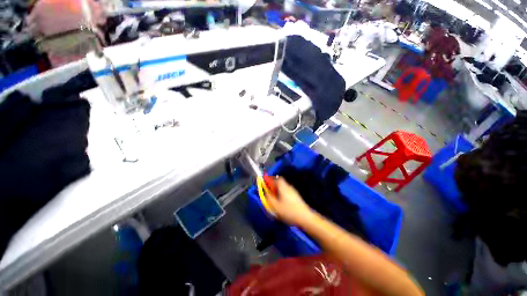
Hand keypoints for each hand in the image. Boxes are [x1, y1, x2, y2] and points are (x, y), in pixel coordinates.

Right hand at [266, 177, 313, 225]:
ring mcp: (293, 192)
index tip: (266, 183)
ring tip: (274, 199)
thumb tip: (265, 193)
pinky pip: (287, 193)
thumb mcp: (276, 206)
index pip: (277, 179)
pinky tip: (281, 203)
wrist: (305, 217)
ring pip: (283, 188)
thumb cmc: (289, 211)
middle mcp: (289, 187)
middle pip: (280, 183)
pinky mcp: (296, 197)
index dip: (270, 179)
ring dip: (278, 191)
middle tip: (269, 192)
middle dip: (274, 186)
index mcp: (283, 187)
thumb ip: (269, 198)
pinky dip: (282, 195)